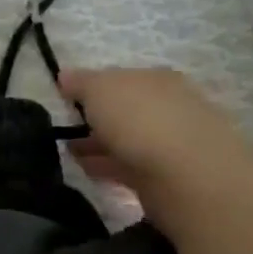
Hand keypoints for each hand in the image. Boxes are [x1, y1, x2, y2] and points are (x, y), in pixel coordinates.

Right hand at [60, 67, 252, 197]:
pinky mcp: (170, 177)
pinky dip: (109, 166)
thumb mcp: (99, 89)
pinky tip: (89, 172)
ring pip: (128, 140)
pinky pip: (131, 167)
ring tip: (70, 155)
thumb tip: (65, 76)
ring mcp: (173, 142)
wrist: (187, 176)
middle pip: (126, 109)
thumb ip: (80, 82)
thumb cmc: (139, 120)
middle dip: (97, 119)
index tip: (66, 101)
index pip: (120, 78)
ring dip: (100, 145)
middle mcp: (169, 105)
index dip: (91, 87)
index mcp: (156, 78)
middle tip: (66, 131)